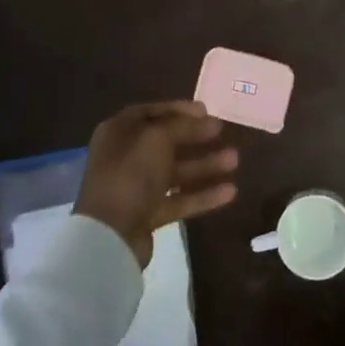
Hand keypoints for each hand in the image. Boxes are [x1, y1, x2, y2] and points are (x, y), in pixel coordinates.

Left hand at [74, 102, 239, 267]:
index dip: (178, 109)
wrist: (110, 236)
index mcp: (119, 132)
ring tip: (235, 160)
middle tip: (221, 131)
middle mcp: (125, 156)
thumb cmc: (131, 174)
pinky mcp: (147, 214)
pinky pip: (178, 199)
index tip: (206, 110)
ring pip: (175, 171)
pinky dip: (202, 195)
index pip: (151, 112)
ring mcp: (135, 187)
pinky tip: (230, 192)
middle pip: (166, 141)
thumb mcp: (157, 138)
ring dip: (204, 165)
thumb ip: (182, 125)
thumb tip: (203, 118)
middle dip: (196, 137)